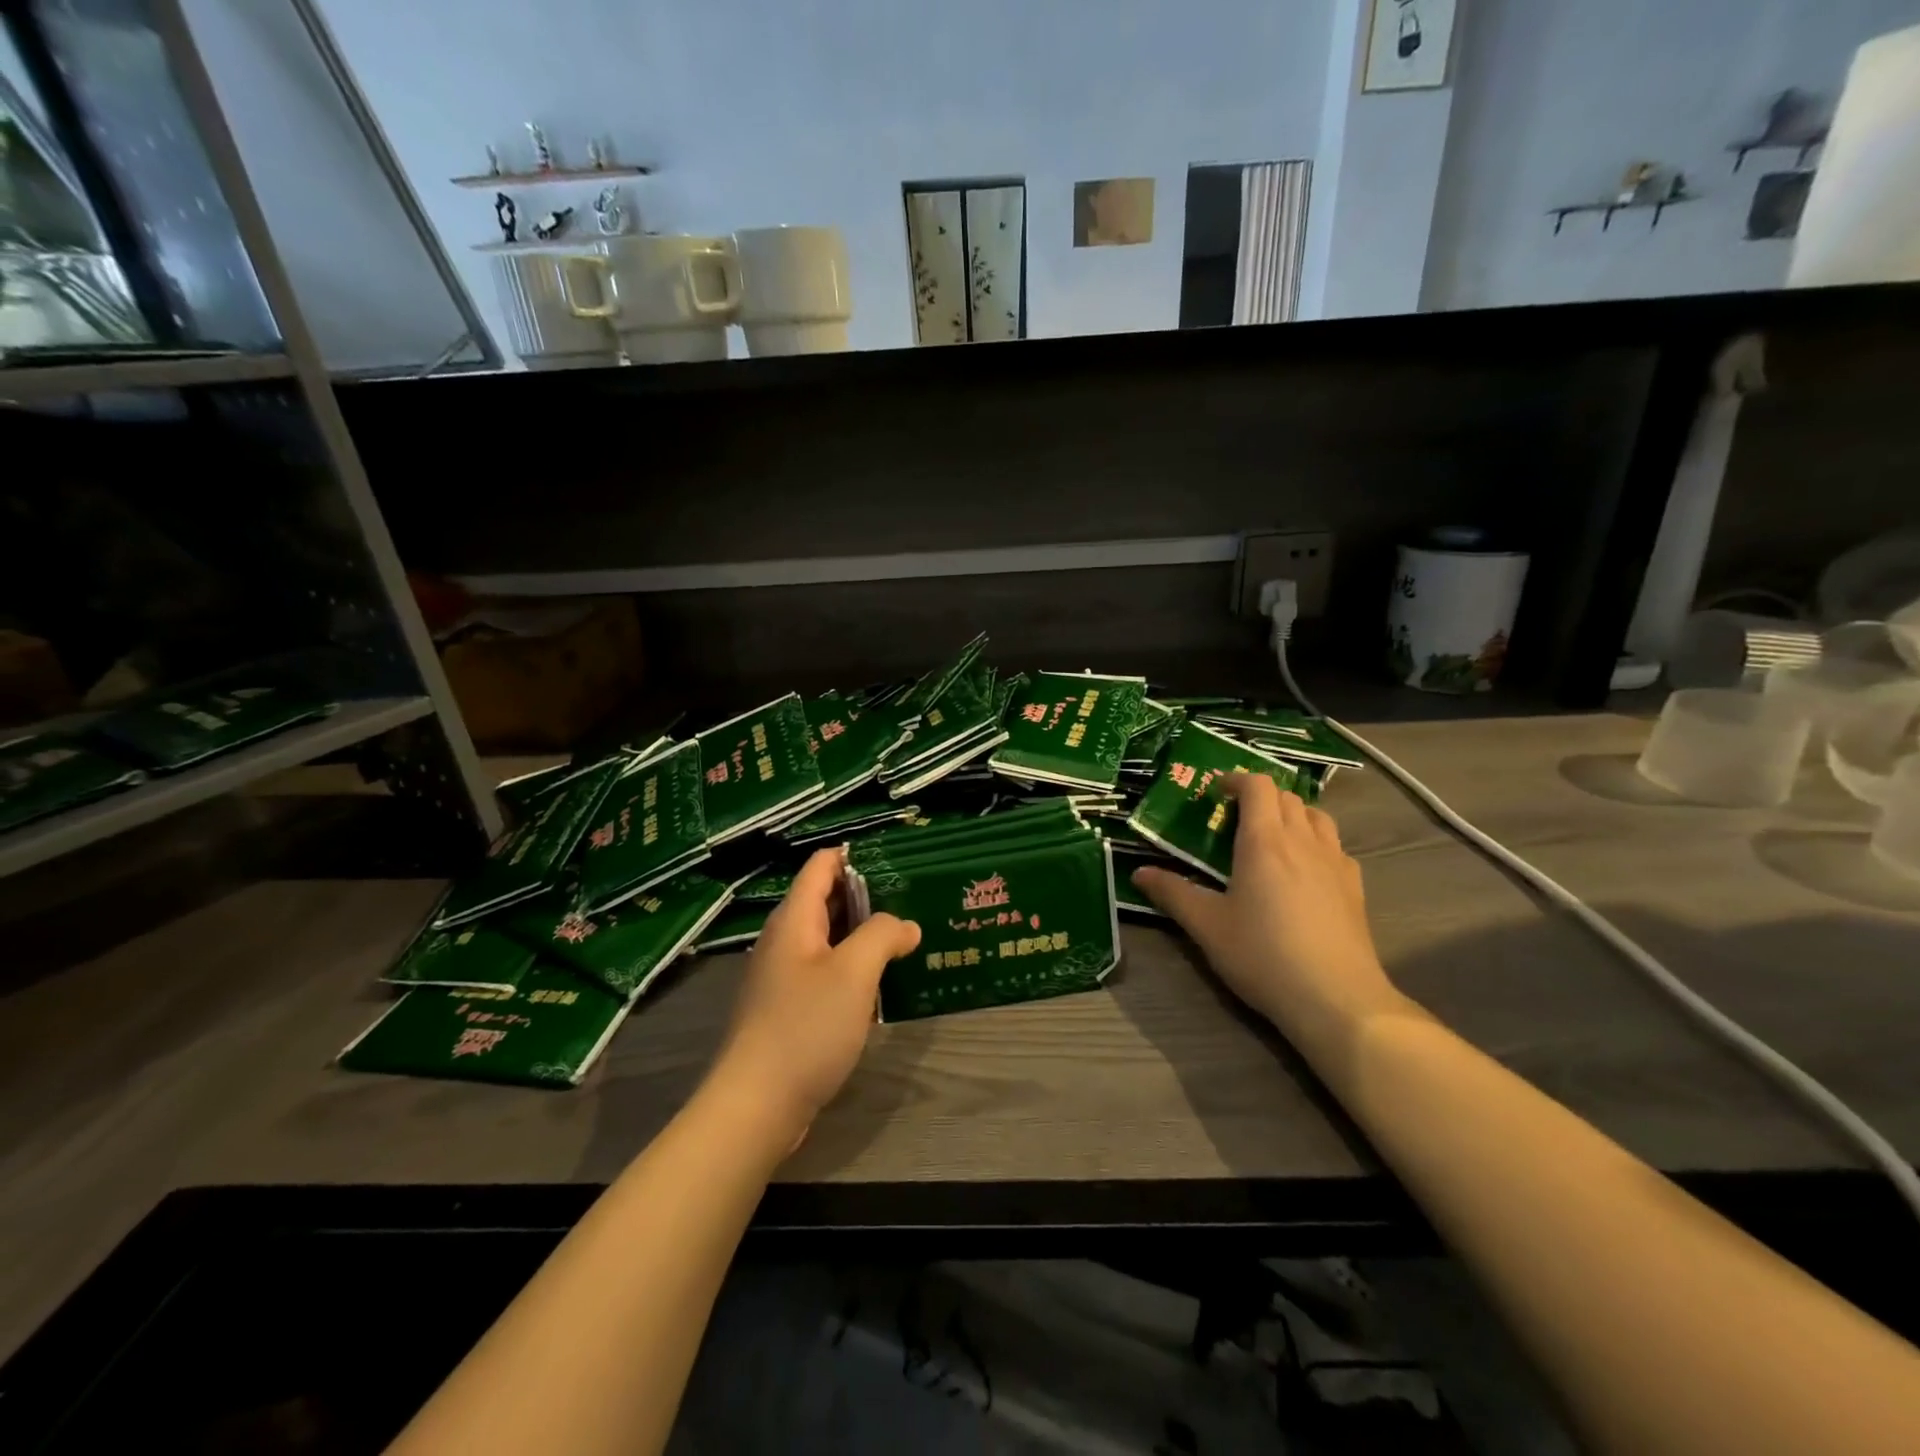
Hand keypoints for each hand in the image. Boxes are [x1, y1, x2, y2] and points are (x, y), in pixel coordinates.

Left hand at [710, 849, 920, 1140]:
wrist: (755, 1106)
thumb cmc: (805, 1027)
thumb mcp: (854, 973)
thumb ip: (883, 935)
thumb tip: (906, 925)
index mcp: (794, 919)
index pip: (822, 865)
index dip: (856, 857)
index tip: (898, 861)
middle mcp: (784, 940)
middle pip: (826, 899)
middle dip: (868, 897)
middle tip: (913, 900)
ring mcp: (782, 976)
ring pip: (828, 939)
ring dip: (863, 935)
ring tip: (905, 938)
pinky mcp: (787, 1009)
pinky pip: (824, 972)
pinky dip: (852, 968)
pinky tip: (880, 984)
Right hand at [1133, 775, 1403, 1051]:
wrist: (1336, 998)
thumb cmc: (1263, 955)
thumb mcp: (1207, 926)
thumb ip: (1172, 893)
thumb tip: (1139, 873)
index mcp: (1264, 841)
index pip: (1257, 786)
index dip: (1236, 779)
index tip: (1216, 791)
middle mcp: (1303, 841)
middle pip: (1287, 797)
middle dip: (1260, 797)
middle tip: (1235, 817)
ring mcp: (1335, 862)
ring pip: (1317, 816)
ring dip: (1292, 814)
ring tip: (1272, 836)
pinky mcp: (1355, 887)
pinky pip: (1336, 847)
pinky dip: (1316, 843)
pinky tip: (1306, 871)